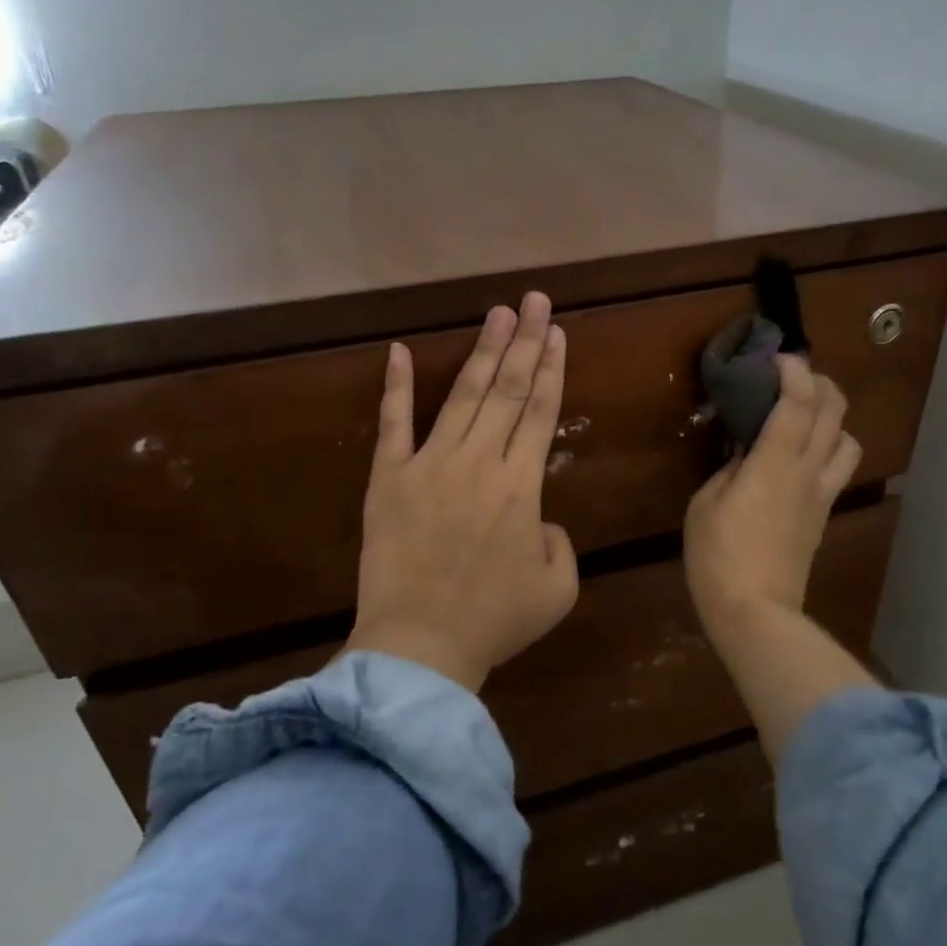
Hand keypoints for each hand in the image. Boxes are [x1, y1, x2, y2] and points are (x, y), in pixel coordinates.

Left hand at [344, 293, 578, 692]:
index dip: (552, 369)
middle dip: (525, 342)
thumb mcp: (557, 588)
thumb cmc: (495, 620)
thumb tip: (538, 518)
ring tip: (497, 314)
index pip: (540, 412)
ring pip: (461, 396)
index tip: (558, 332)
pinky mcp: (388, 478)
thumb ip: (559, 542)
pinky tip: (397, 350)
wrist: (421, 644)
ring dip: (481, 352)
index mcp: (522, 485)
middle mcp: (479, 462)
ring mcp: (429, 464)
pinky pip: (393, 424)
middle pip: (507, 390)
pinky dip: (395, 387)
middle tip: (535, 300)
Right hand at [684, 356, 861, 640]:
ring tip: (806, 417)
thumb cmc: (718, 556)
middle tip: (794, 378)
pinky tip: (804, 455)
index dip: (793, 371)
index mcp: (776, 462)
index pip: (798, 401)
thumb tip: (745, 455)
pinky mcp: (824, 515)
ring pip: (849, 440)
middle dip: (820, 383)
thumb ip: (728, 470)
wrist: (755, 612)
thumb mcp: (705, 504)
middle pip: (835, 412)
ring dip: (833, 418)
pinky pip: (839, 469)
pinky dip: (829, 447)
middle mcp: (809, 471)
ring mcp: (822, 494)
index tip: (776, 359)